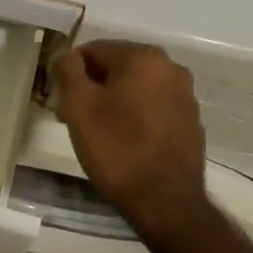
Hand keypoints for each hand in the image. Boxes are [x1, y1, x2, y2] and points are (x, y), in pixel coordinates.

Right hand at [51, 41, 208, 226]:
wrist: (165, 202)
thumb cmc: (117, 148)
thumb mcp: (79, 106)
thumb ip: (67, 70)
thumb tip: (65, 54)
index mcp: (144, 57)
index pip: (94, 50)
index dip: (71, 74)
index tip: (61, 101)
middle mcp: (171, 68)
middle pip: (117, 68)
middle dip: (93, 88)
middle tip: (74, 118)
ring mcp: (185, 96)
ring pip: (136, 89)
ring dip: (114, 102)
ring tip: (98, 134)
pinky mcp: (191, 123)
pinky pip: (153, 109)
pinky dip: (135, 118)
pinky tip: (124, 143)